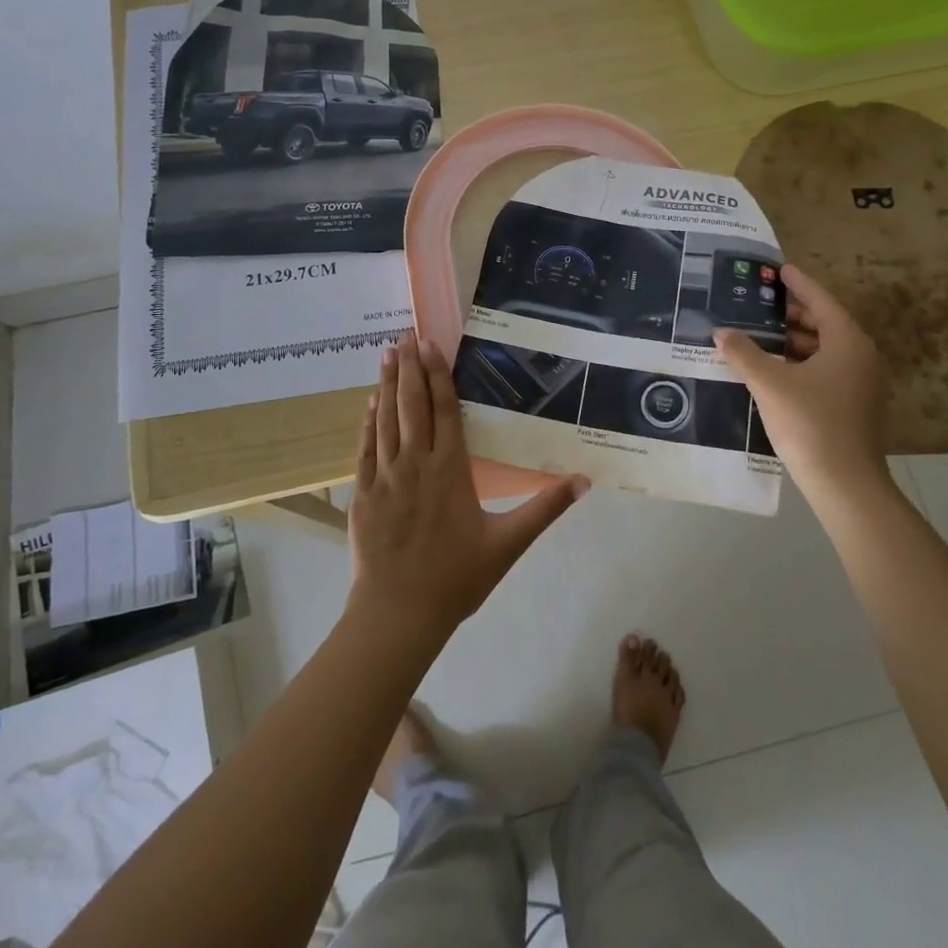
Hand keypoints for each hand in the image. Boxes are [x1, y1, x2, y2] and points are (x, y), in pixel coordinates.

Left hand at [347, 333, 587, 637]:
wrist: (398, 612)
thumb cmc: (456, 577)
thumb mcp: (508, 544)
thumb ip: (545, 509)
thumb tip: (584, 481)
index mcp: (450, 469)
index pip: (444, 410)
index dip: (438, 374)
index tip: (430, 344)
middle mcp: (415, 463)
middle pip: (412, 405)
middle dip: (410, 367)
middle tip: (406, 335)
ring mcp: (385, 476)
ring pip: (386, 419)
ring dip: (387, 384)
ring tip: (388, 353)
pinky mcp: (363, 493)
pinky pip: (365, 448)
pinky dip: (368, 422)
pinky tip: (370, 403)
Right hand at [714, 265, 890, 496]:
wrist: (845, 483)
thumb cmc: (810, 422)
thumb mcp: (769, 383)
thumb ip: (743, 354)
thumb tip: (721, 333)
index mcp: (847, 342)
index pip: (820, 301)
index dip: (798, 284)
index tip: (779, 269)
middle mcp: (860, 357)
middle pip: (825, 324)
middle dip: (793, 313)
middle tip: (760, 302)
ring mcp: (861, 384)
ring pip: (825, 350)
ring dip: (794, 340)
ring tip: (760, 334)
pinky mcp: (854, 406)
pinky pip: (826, 370)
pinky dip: (801, 362)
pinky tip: (773, 370)